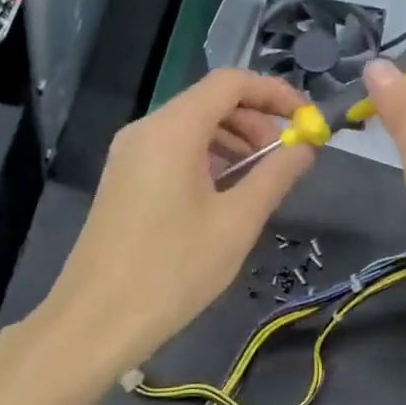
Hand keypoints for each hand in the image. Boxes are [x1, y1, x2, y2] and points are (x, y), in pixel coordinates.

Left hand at [47, 69, 313, 369]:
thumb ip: (276, 175)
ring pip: (192, 126)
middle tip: (288, 158)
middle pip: (210, 101)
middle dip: (257, 121)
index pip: (231, 83)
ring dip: (234, 142)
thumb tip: (307, 146)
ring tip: (262, 180)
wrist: (97, 321)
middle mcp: (146, 129)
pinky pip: (174, 150)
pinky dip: (209, 159)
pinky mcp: (124, 179)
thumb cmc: (173, 270)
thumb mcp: (237, 222)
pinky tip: (227, 195)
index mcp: (173, 130)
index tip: (308, 122)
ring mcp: (129, 154)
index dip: (275, 94)